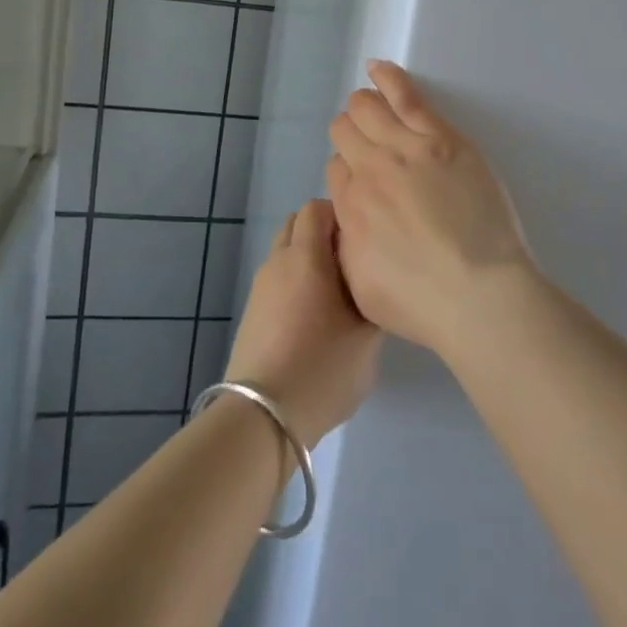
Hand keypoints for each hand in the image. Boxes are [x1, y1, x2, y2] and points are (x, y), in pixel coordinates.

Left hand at [225, 199, 380, 447]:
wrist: (261, 418)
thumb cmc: (322, 368)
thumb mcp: (369, 335)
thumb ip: (374, 295)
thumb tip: (373, 279)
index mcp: (306, 256)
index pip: (317, 207)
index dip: (342, 214)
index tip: (364, 239)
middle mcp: (278, 262)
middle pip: (298, 224)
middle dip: (324, 233)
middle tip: (353, 262)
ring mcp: (260, 288)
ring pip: (286, 253)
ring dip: (309, 260)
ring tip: (336, 292)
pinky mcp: (252, 313)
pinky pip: (278, 280)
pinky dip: (295, 284)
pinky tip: (314, 318)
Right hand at [325, 61, 535, 359]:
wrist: (478, 293)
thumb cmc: (423, 304)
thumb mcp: (361, 286)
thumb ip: (346, 245)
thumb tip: (346, 221)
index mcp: (348, 208)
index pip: (335, 169)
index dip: (349, 173)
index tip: (367, 183)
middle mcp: (369, 170)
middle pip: (345, 131)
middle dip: (351, 134)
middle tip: (371, 147)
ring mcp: (405, 149)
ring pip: (367, 108)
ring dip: (364, 105)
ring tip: (370, 105)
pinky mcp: (441, 138)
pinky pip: (406, 96)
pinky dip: (388, 77)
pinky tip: (378, 67)